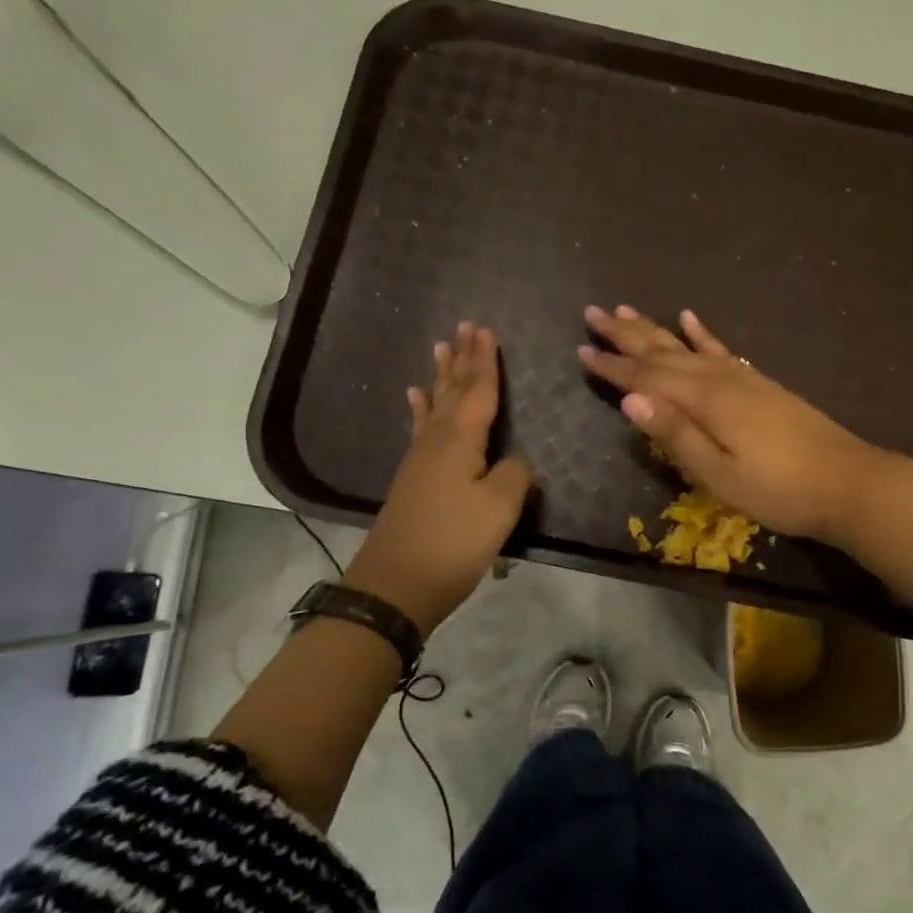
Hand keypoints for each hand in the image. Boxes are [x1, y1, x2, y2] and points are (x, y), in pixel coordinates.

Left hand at [342, 322, 531, 635]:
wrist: (397, 584)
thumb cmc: (454, 542)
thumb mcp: (499, 508)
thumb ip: (514, 475)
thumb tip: (514, 462)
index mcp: (460, 440)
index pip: (478, 391)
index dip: (485, 362)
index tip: (486, 331)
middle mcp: (437, 440)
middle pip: (453, 391)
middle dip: (462, 359)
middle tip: (465, 327)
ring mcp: (420, 458)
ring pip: (435, 405)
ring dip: (441, 376)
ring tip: (441, 348)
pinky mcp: (413, 478)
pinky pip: (420, 428)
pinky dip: (420, 409)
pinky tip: (415, 398)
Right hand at [577, 305, 887, 542]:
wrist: (848, 482)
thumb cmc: (780, 490)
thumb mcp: (721, 475)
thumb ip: (676, 437)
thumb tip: (630, 402)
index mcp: (705, 402)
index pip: (646, 379)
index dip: (612, 367)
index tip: (581, 350)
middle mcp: (720, 379)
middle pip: (663, 351)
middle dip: (625, 335)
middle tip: (593, 313)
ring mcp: (743, 377)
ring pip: (687, 345)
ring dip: (654, 329)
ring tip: (627, 309)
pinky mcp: (759, 383)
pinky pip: (721, 349)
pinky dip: (701, 333)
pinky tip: (689, 318)